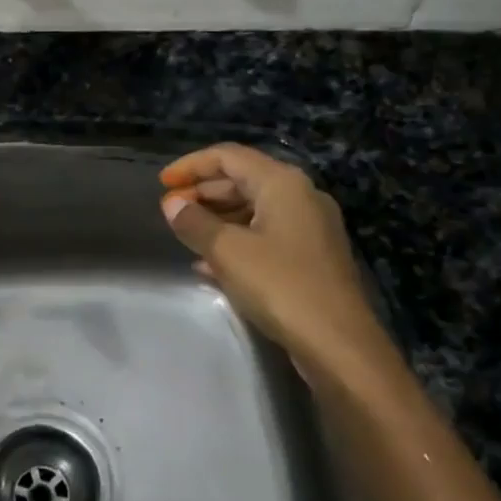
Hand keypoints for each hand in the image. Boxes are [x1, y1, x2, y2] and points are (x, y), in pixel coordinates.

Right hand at [159, 144, 399, 380]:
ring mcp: (311, 227)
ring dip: (218, 218)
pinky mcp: (312, 257)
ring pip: (254, 209)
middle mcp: (301, 196)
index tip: (162, 183)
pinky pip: (266, 235)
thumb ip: (195, 222)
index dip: (191, 165)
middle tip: (171, 211)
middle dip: (203, 192)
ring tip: (186, 235)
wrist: (338, 343)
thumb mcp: (227, 251)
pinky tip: (210, 265)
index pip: (228, 156)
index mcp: (282, 183)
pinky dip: (237, 241)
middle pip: (243, 180)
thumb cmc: (280, 285)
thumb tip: (172, 204)